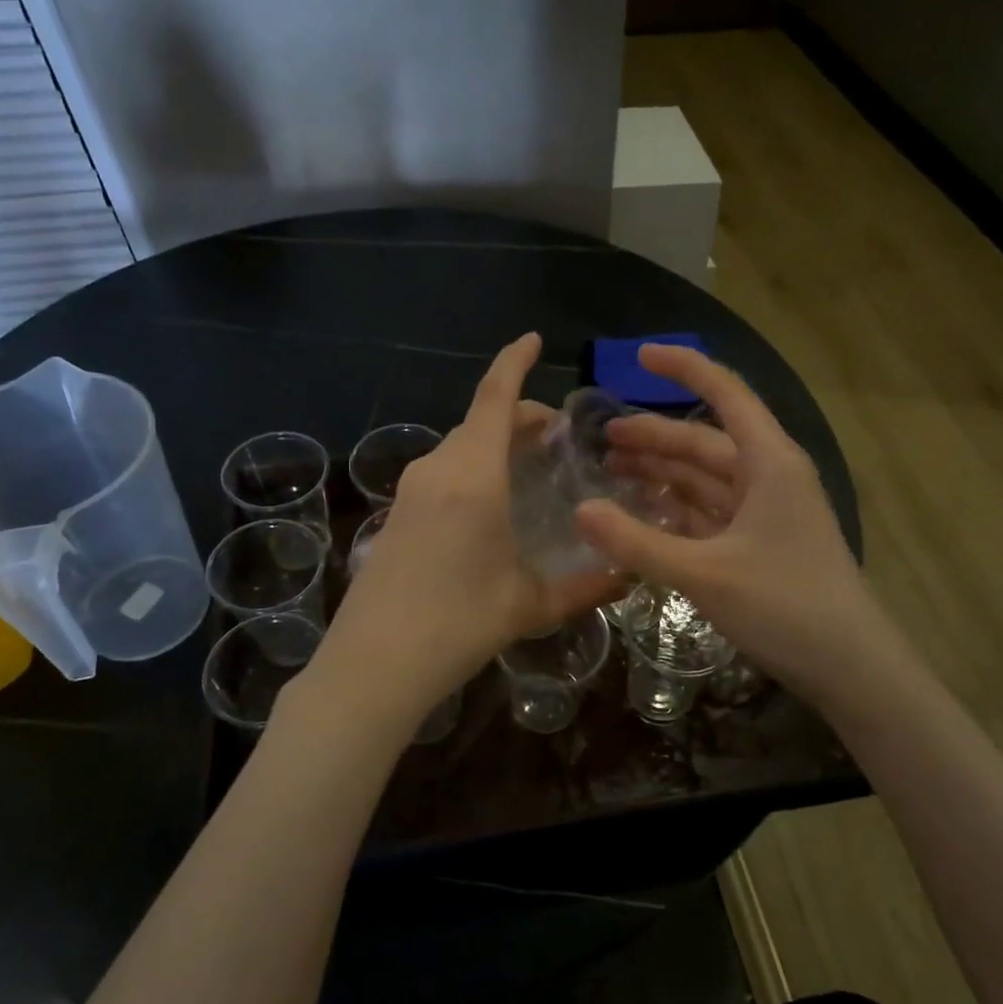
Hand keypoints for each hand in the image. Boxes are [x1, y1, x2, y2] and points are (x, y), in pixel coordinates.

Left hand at [315, 333, 620, 718]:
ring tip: (528, 467)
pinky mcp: (396, 516)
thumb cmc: (457, 624)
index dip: (514, 363)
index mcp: (473, 476)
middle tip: (556, 436)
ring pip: (459, 449)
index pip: (494, 399)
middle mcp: (437, 471)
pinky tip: (488, 506)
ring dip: (493, 445)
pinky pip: (441, 474)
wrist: (374, 663)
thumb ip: (584, 586)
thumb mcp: (529, 604)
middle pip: (479, 423)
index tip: (533, 340)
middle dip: (518, 417)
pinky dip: (471, 470)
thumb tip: (628, 574)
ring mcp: (410, 493)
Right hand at [575, 344, 912, 711]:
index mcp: (769, 462)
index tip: (638, 354)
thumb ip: (638, 543)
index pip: (725, 393)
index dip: (683, 368)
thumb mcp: (705, 573)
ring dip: (663, 471)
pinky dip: (677, 508)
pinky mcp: (760, 544)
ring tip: (612, 469)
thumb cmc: (786, 606)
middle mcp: (769, 477)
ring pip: (706, 478)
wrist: (850, 666)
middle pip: (705, 441)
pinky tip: (644, 513)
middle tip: (601, 438)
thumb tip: (579, 510)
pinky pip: (710, 512)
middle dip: (654, 435)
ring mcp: (766, 512)